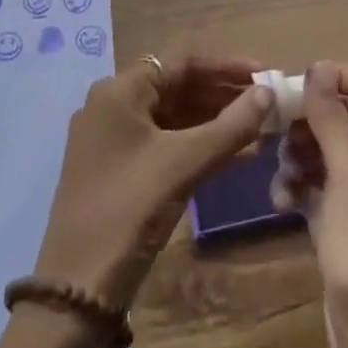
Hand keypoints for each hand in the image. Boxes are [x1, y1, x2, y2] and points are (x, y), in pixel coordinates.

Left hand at [0, 56, 269, 347]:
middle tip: (269, 103)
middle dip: (224, 93)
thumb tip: (268, 91)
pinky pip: (166, 143)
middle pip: (177, 86)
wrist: (79, 286)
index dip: (227, 66)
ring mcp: (114, 140)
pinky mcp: (120, 170)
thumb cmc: (130, 208)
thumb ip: (230, 126)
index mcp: (119, 91)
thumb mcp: (184, 163)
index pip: (181, 62)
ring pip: (174, 117)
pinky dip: (199, 145)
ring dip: (216, 121)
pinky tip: (238, 154)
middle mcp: (112, 106)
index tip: (266, 73)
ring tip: (262, 128)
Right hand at [271, 60, 347, 347]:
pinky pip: (309, 184)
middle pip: (337, 111)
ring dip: (293, 154)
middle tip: (277, 134)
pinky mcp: (334, 220)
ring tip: (281, 179)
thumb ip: (333, 120)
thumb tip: (316, 70)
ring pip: (318, 147)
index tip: (302, 91)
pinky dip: (292, 186)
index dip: (339, 74)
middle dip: (303, 117)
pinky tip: (281, 205)